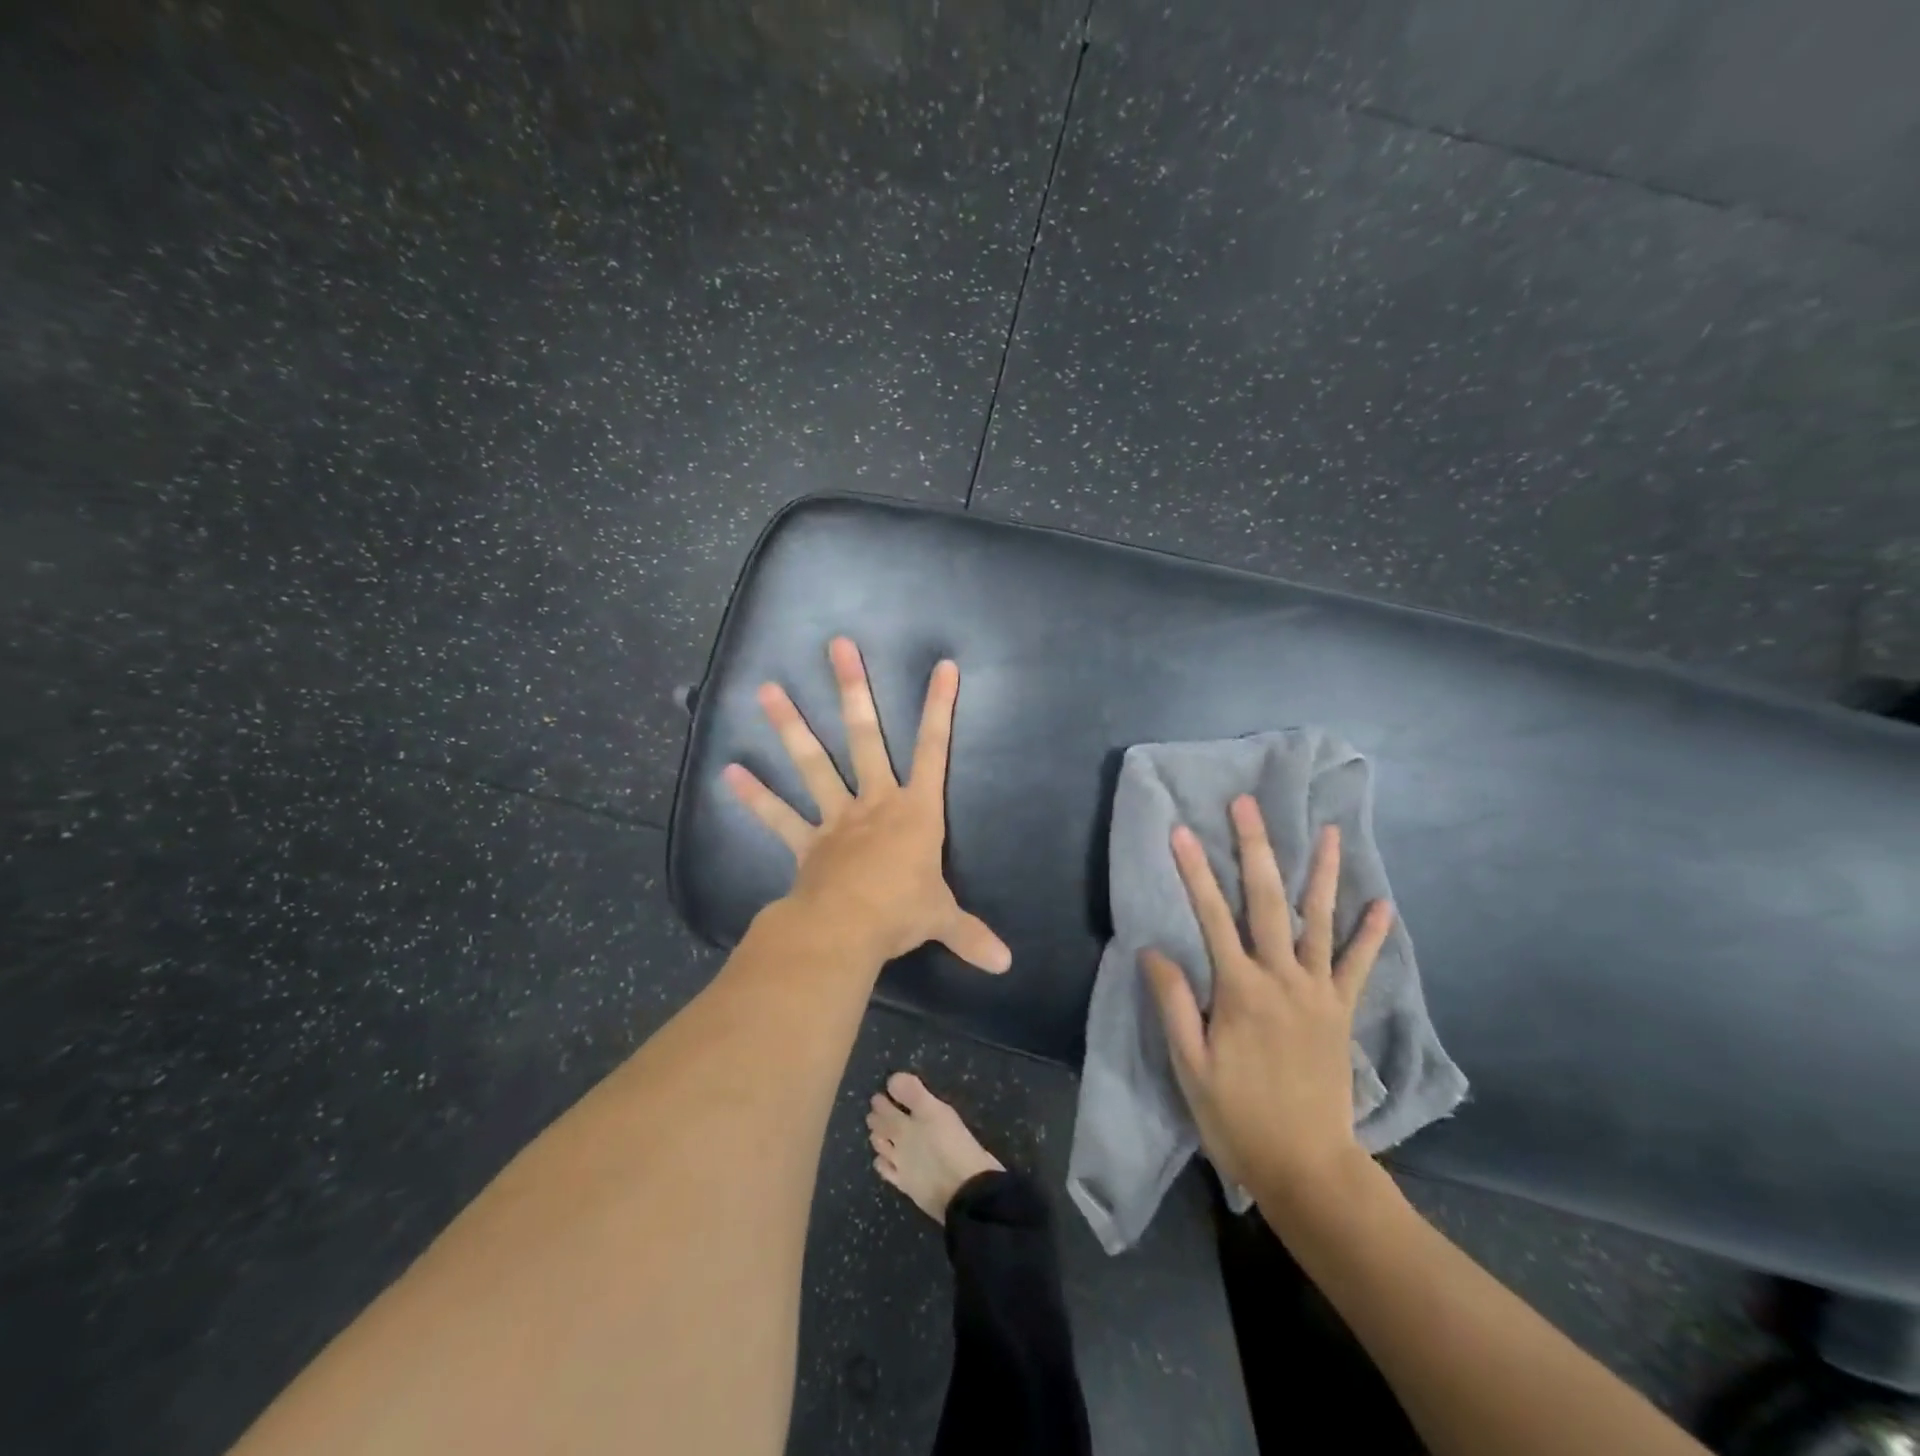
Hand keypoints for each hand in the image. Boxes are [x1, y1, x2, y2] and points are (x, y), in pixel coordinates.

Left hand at [723, 637, 1011, 973]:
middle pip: (864, 737)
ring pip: (813, 763)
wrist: (847, 929)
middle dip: (853, 690)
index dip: (939, 707)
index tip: (942, 666)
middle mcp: (874, 802)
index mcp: (915, 811)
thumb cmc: (901, 912)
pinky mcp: (805, 841)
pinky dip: (754, 796)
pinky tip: (729, 771)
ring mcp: (835, 818)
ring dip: (790, 726)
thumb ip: (971, 935)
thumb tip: (1006, 965)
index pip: (934, 750)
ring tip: (766, 689)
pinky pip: (777, 815)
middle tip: (838, 647)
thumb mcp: (943, 919)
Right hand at [1142, 796, 1393, 1194]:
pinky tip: (1384, 904)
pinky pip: (1358, 967)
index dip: (1194, 871)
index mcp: (1240, 989)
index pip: (1211, 916)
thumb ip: (1174, 1004)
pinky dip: (1371, 935)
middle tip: (1248, 805)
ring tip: (1330, 832)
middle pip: (1268, 901)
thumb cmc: (1237, 1117)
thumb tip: (1154, 950)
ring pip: (1320, 921)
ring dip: (1323, 874)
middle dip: (1256, 848)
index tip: (1181, 831)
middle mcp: (1283, 978)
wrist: (1308, 1168)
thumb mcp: (1190, 1066)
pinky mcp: (1341, 1012)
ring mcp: (1318, 993)